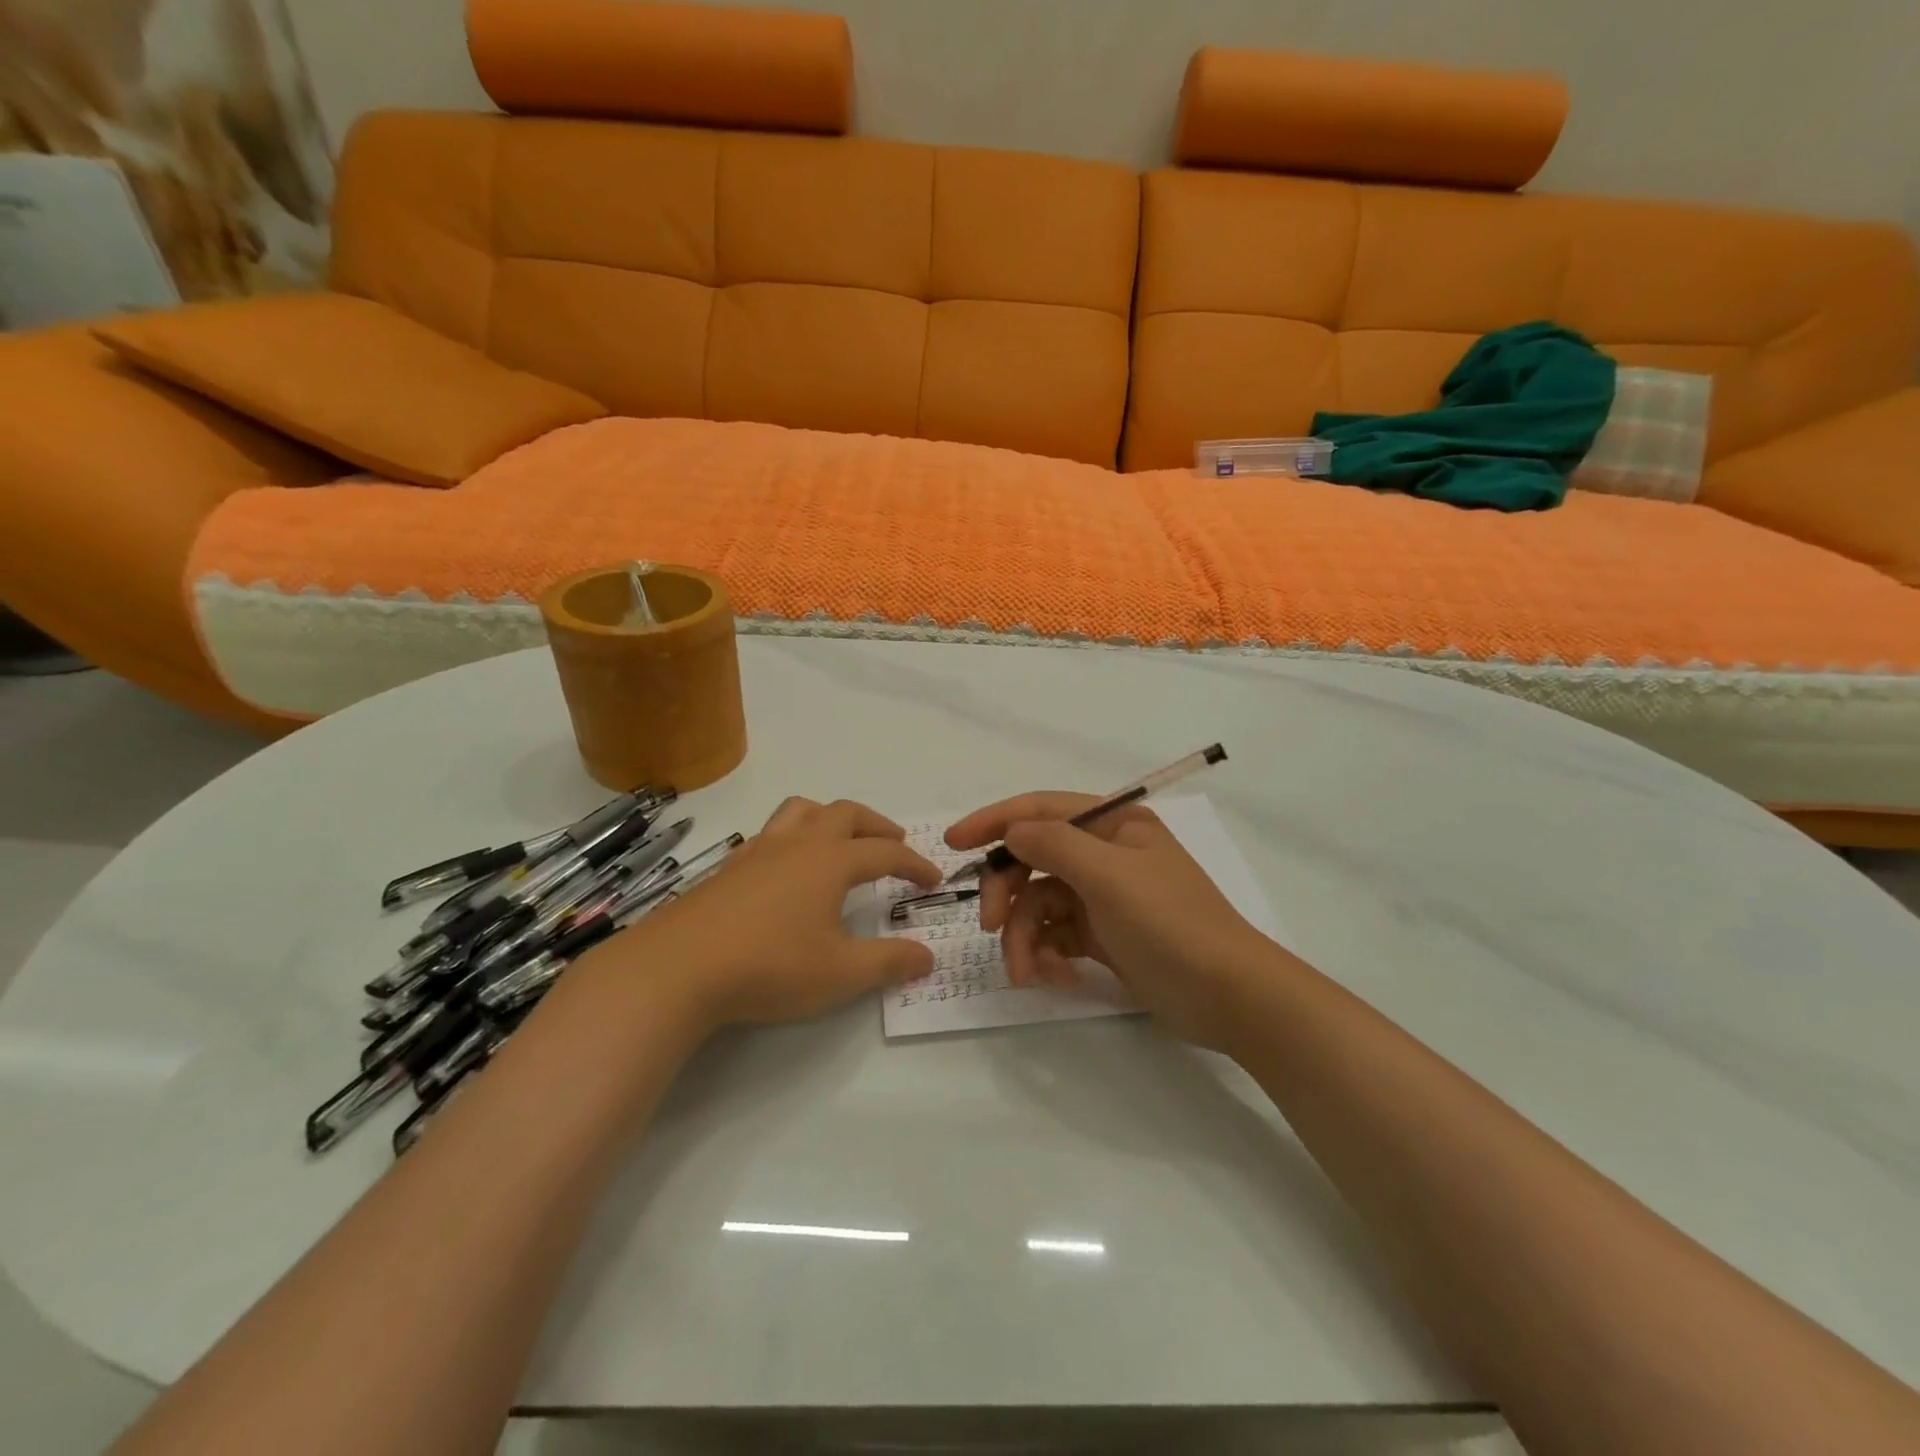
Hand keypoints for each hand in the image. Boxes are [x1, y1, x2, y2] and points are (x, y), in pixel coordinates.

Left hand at [635, 797, 939, 1030]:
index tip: (933, 879)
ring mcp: (759, 851)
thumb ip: (888, 963)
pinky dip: (794, 836)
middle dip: (877, 825)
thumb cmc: (769, 967)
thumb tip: (927, 956)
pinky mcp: (729, 867)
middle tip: (894, 842)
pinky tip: (788, 868)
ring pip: (802, 810)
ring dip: (830, 817)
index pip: (885, 852)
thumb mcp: (840, 974)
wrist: (678, 967)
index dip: (914, 863)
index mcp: (830, 861)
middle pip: (846, 813)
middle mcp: (797, 844)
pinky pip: (770, 833)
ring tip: (841, 839)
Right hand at [945, 793, 1279, 1050]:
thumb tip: (1012, 831)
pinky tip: (1056, 978)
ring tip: (1027, 973)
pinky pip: (1056, 935)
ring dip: (1025, 938)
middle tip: (990, 927)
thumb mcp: (1109, 876)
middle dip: (1008, 893)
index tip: (952, 842)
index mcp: (1113, 824)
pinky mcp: (1102, 936)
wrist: (1228, 997)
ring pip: (1040, 905)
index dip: (994, 821)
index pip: (1040, 809)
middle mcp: (1105, 854)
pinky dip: (1047, 955)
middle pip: (1034, 861)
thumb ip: (1053, 845)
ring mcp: (1103, 897)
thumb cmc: (1171, 923)